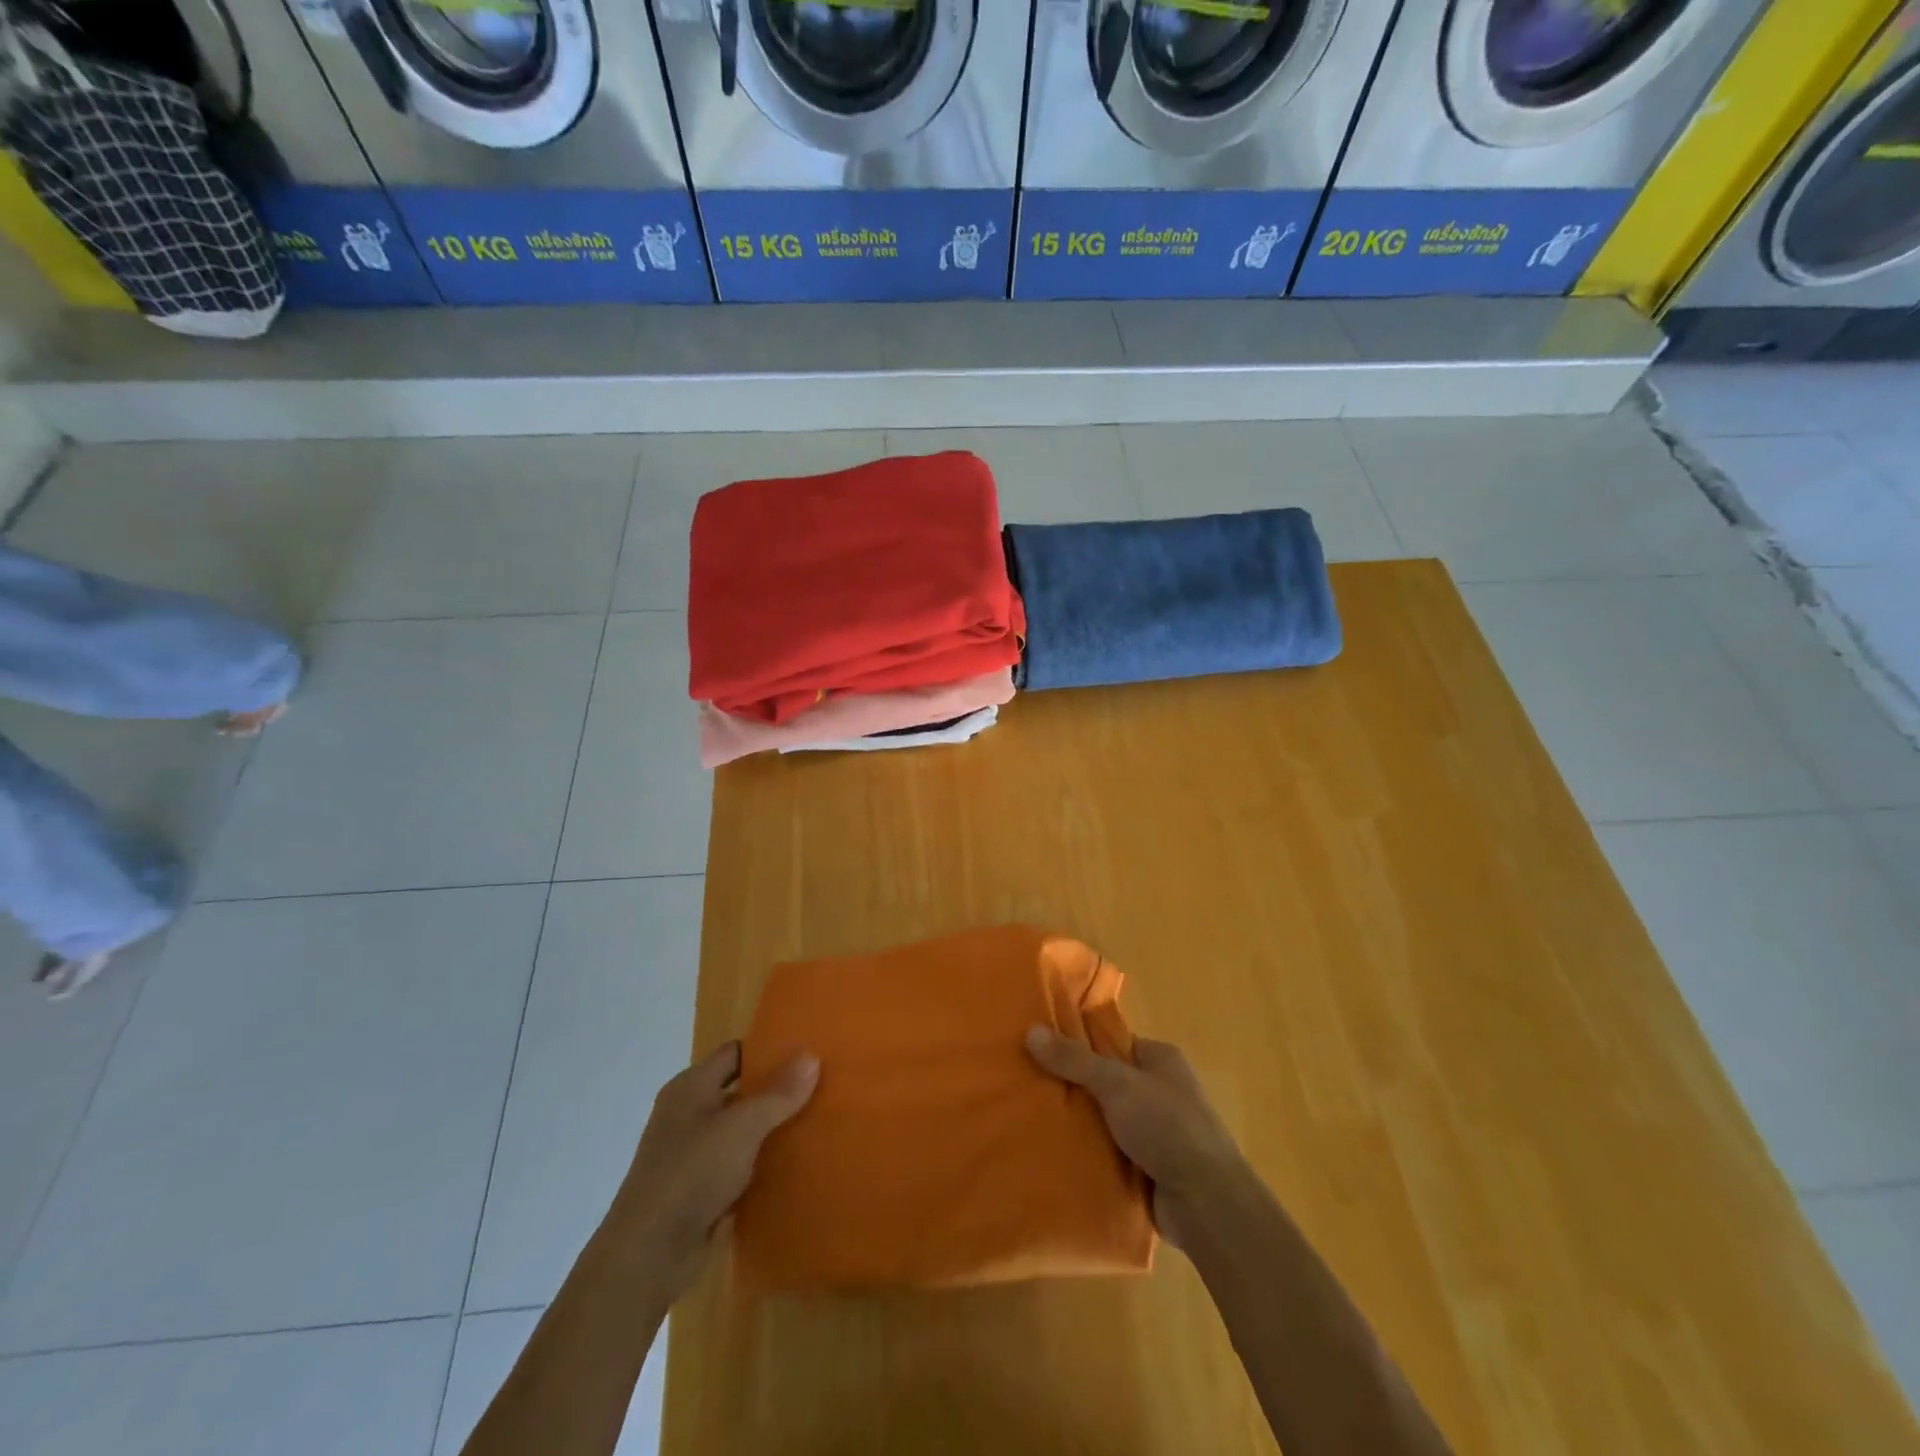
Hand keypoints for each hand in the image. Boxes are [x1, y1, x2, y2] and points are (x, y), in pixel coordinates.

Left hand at [602, 1041, 817, 1301]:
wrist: (648, 1256)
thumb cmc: (691, 1174)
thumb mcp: (741, 1127)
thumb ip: (778, 1094)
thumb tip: (812, 1056)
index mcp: (691, 1088)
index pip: (735, 1053)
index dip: (768, 1049)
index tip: (807, 1049)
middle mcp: (691, 1115)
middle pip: (742, 1091)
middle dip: (778, 1090)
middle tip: (823, 1084)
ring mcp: (696, 1155)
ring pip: (745, 1131)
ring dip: (775, 1128)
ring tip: (821, 1120)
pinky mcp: (704, 1190)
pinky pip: (743, 1166)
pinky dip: (766, 1163)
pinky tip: (800, 1162)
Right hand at [1025, 1026, 1245, 1249]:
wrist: (1208, 1204)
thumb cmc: (1168, 1127)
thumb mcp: (1117, 1084)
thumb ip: (1074, 1060)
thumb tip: (1030, 1030)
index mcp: (1160, 1059)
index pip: (1110, 1042)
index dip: (1076, 1044)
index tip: (1038, 1049)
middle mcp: (1159, 1090)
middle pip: (1103, 1081)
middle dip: (1071, 1087)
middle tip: (1027, 1087)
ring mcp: (1154, 1131)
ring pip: (1103, 1119)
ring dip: (1076, 1124)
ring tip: (1029, 1119)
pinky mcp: (1147, 1167)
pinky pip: (1108, 1152)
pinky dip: (1087, 1154)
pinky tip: (1052, 1154)